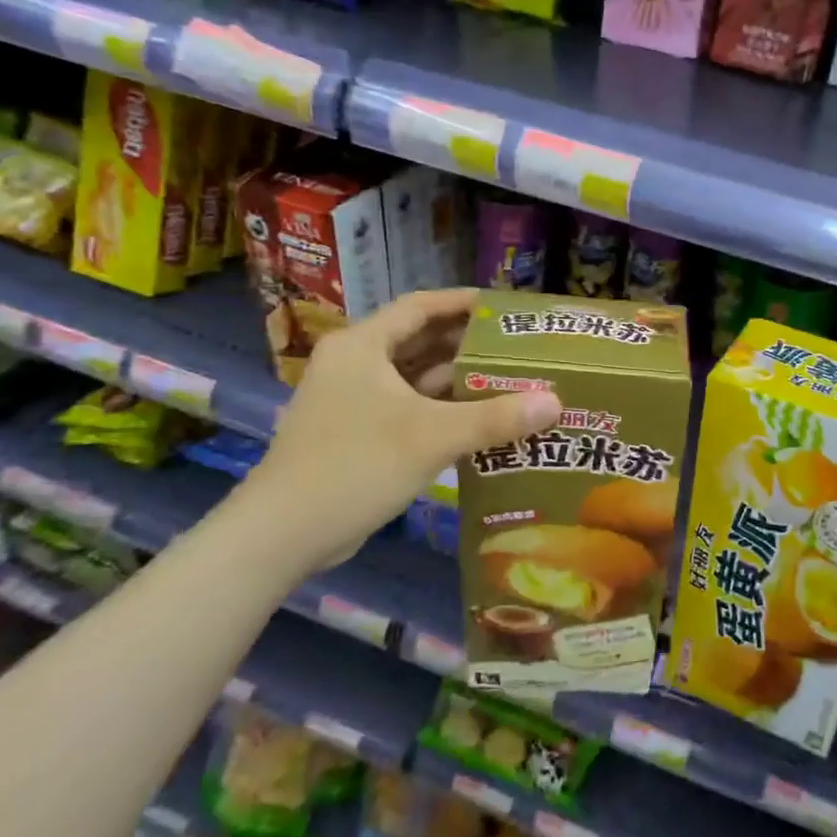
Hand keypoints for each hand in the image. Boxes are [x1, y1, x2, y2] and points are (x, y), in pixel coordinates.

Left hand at [241, 289, 560, 575]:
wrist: (281, 534)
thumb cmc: (354, 466)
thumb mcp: (431, 437)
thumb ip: (495, 418)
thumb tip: (555, 403)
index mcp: (363, 347)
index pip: (420, 306)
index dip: (462, 302)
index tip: (504, 306)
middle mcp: (355, 365)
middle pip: (419, 341)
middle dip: (467, 344)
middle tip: (517, 347)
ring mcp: (351, 401)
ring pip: (413, 379)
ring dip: (456, 380)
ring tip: (508, 381)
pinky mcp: (355, 434)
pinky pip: (407, 408)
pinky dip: (440, 410)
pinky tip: (478, 422)